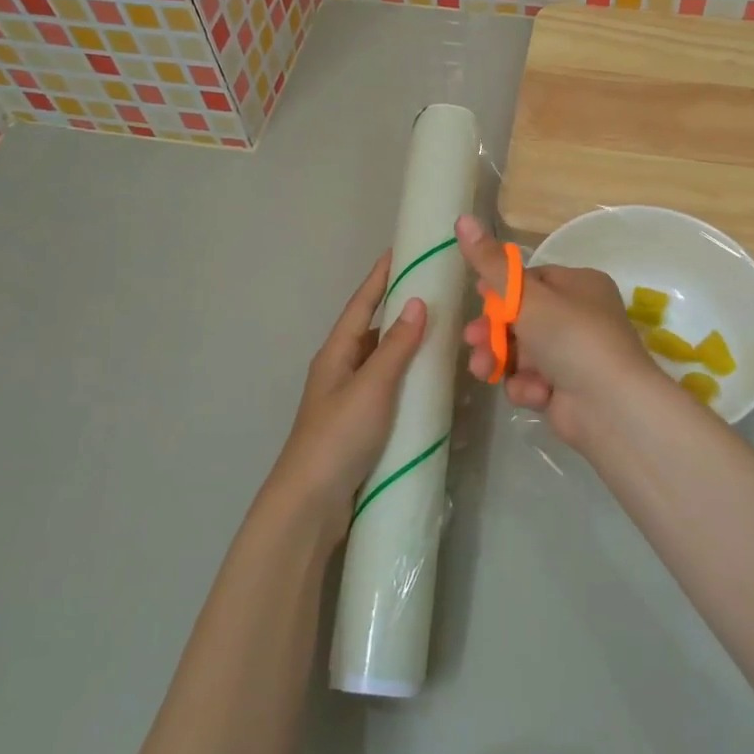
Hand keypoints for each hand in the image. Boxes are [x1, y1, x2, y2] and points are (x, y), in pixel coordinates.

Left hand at [267, 254, 426, 535]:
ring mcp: (350, 398)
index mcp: (336, 353)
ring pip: (383, 359)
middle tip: (435, 291)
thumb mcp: (371, 387)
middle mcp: (341, 369)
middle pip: (373, 329)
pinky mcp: (361, 423)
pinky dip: (408, 377)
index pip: (362, 304)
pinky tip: (430, 380)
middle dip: (400, 309)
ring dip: (407, 344)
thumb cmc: (338, 437)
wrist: (311, 503)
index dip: (380, 277)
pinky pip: (388, 387)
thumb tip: (418, 302)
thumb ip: (396, 347)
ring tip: (442, 330)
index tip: (399, 250)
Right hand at [455, 215, 664, 448]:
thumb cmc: (571, 336)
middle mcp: (580, 316)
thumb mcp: (526, 295)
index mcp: (580, 285)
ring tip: (484, 369)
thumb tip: (462, 218)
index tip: (476, 296)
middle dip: (492, 331)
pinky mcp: (568, 388)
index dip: (501, 289)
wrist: (611, 406)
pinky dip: (528, 385)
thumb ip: (490, 263)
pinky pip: (534, 379)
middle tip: (471, 340)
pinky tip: (533, 393)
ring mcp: (575, 354)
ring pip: (522, 350)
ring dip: (501, 359)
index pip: (532, 279)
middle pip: (522, 317)